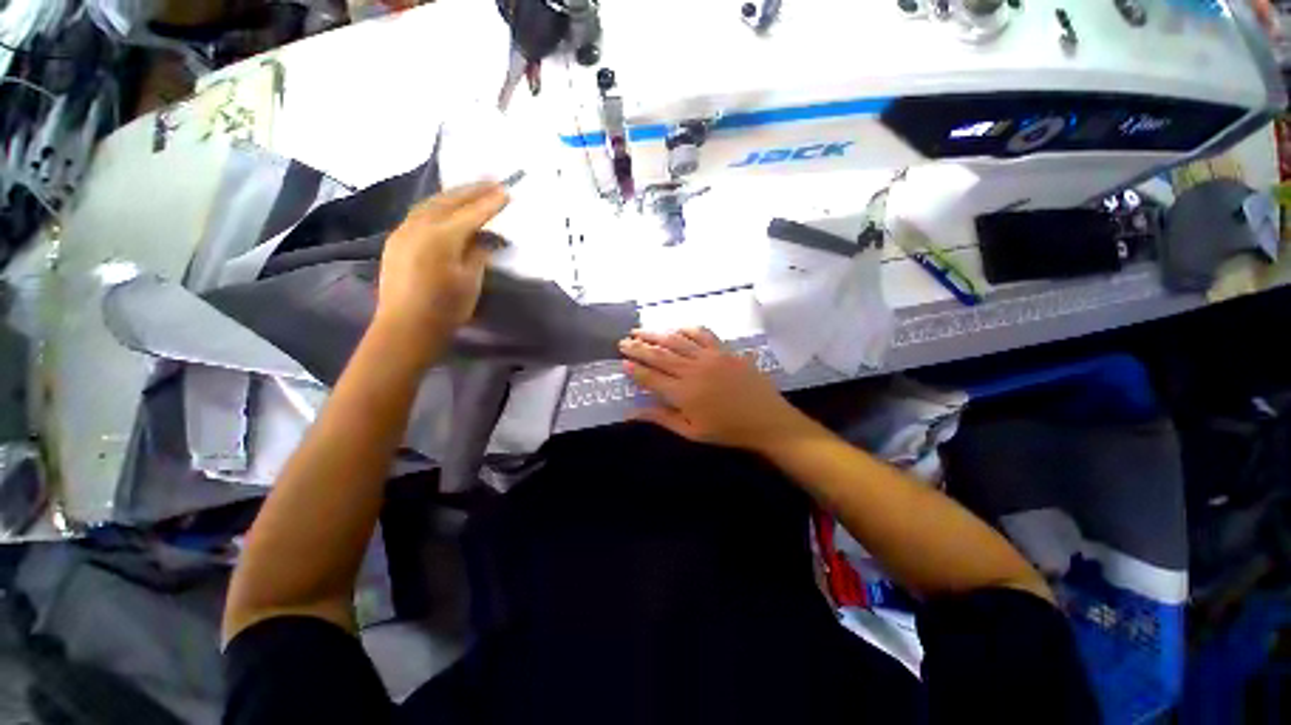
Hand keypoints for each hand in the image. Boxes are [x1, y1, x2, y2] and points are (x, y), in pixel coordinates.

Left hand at [375, 182, 508, 347]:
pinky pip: (419, 214)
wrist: (406, 328)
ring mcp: (403, 232)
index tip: (507, 192)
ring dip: (453, 195)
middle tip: (491, 180)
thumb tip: (484, 239)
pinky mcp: (397, 241)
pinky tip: (446, 209)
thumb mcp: (470, 281)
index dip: (490, 204)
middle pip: (448, 201)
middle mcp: (419, 227)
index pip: (471, 214)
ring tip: (471, 190)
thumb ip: (478, 254)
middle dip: (471, 190)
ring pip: (430, 204)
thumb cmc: (445, 308)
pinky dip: (437, 207)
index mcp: (441, 237)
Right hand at [618, 328, 809, 451]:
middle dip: (638, 347)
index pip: (651, 377)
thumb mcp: (691, 432)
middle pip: (659, 355)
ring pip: (676, 341)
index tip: (622, 362)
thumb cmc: (727, 430)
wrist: (766, 419)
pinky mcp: (724, 350)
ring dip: (656, 334)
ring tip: (640, 331)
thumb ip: (661, 418)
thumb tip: (631, 413)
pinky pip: (703, 334)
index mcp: (683, 393)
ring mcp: (709, 357)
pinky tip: (677, 328)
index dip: (635, 369)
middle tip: (623, 342)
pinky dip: (687, 329)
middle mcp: (692, 370)